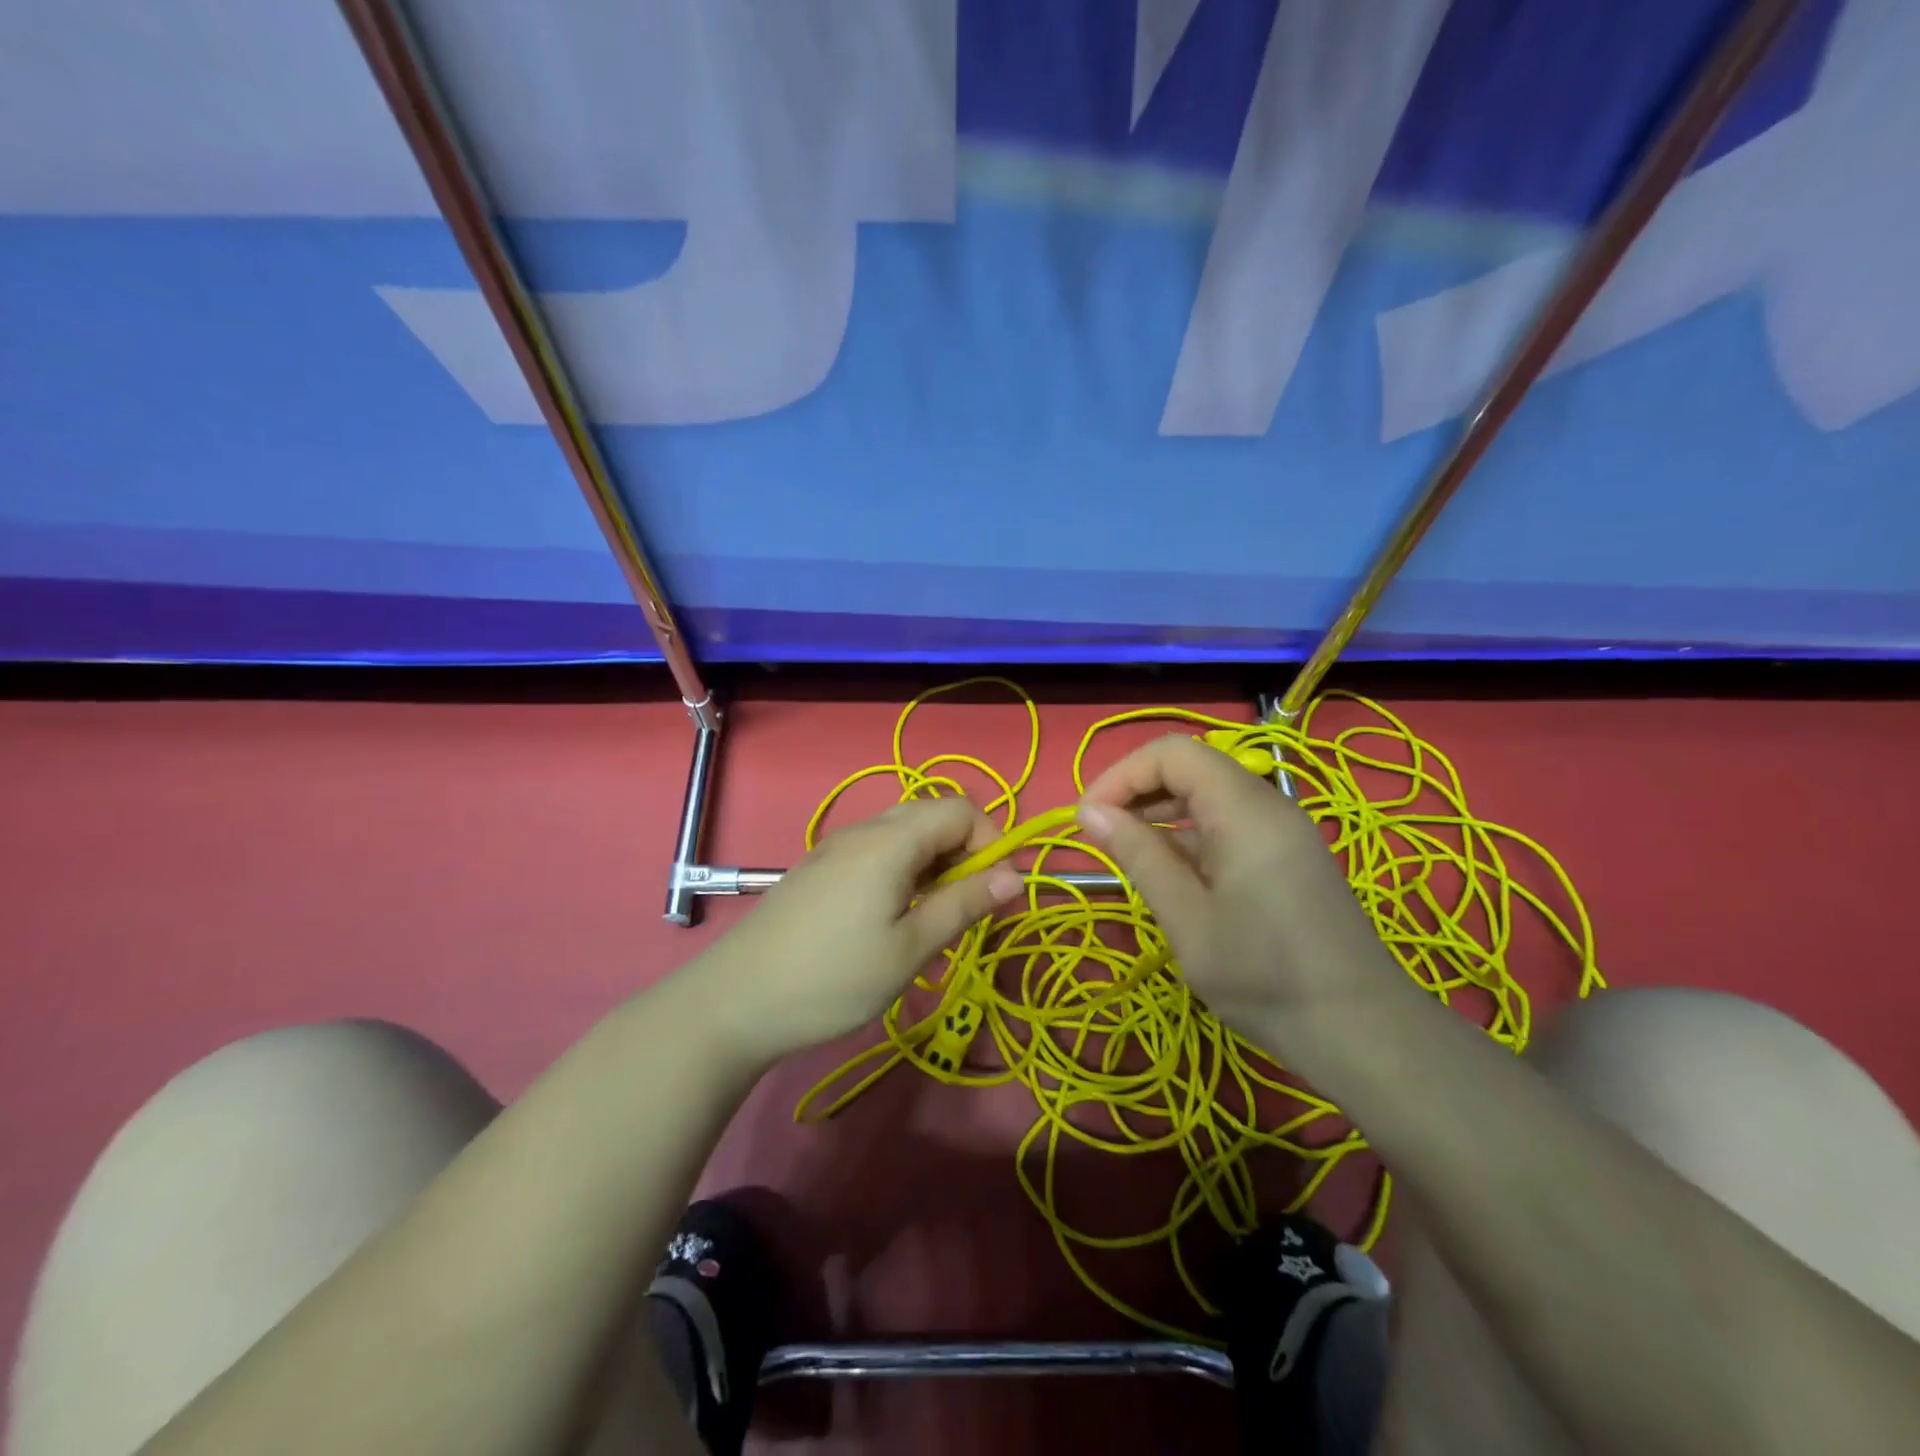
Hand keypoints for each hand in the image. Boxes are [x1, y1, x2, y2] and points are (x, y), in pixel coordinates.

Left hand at [690, 797, 1023, 1064]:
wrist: (735, 1000)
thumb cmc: (834, 977)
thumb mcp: (910, 948)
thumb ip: (964, 905)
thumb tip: (1016, 876)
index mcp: (890, 840)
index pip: (961, 809)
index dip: (990, 842)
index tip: (994, 893)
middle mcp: (864, 831)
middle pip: (932, 816)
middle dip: (963, 853)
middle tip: (964, 908)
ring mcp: (836, 848)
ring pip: (904, 835)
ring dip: (933, 866)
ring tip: (929, 921)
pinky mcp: (820, 868)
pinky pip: (877, 853)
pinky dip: (902, 873)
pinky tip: (889, 920)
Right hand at [1076, 735, 1408, 1057]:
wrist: (1361, 1032)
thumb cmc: (1263, 976)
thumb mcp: (1186, 918)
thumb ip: (1138, 856)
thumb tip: (1088, 812)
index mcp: (1244, 810)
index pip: (1173, 753)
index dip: (1122, 774)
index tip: (1088, 818)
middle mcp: (1267, 805)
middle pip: (1192, 767)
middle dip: (1138, 790)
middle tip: (1100, 835)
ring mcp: (1283, 831)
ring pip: (1209, 795)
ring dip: (1162, 813)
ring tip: (1128, 856)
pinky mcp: (1288, 856)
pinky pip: (1229, 824)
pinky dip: (1190, 836)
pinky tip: (1172, 876)